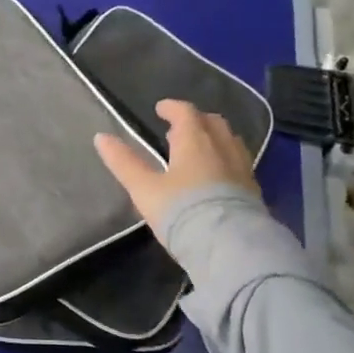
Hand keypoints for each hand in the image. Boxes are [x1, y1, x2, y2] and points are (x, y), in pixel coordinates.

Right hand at [94, 99, 259, 239]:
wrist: (228, 245)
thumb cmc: (181, 211)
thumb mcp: (144, 188)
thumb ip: (124, 162)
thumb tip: (100, 137)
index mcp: (194, 141)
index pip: (185, 112)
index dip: (172, 108)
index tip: (161, 109)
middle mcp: (221, 147)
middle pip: (212, 122)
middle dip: (195, 120)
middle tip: (179, 129)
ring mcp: (241, 167)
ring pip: (229, 140)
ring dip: (213, 138)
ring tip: (199, 149)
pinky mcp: (252, 189)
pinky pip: (239, 162)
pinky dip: (225, 158)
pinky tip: (217, 174)